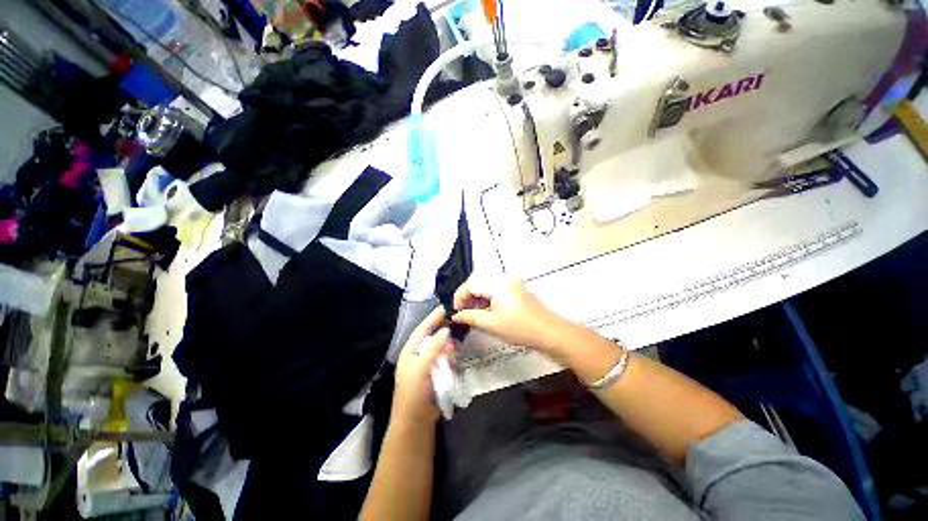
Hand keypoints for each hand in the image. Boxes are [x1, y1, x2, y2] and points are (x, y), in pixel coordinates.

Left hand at [393, 307, 454, 424]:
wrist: (416, 422)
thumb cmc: (413, 393)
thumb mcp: (420, 368)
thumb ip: (433, 348)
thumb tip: (446, 330)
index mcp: (410, 351)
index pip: (422, 329)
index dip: (432, 318)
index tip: (444, 308)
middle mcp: (419, 355)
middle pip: (434, 338)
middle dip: (444, 336)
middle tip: (456, 331)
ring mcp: (428, 365)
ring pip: (442, 350)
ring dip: (448, 352)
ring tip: (451, 359)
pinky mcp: (437, 373)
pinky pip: (446, 361)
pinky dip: (450, 362)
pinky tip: (452, 367)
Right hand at [451, 275, 569, 355]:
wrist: (550, 333)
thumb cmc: (519, 328)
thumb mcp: (491, 324)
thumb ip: (470, 317)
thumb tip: (455, 316)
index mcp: (497, 282)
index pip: (471, 284)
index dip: (460, 297)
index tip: (456, 312)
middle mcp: (504, 277)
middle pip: (478, 282)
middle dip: (468, 297)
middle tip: (463, 313)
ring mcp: (512, 282)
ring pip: (487, 286)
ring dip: (478, 298)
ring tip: (473, 314)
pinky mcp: (517, 289)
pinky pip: (497, 290)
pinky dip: (488, 299)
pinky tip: (486, 311)